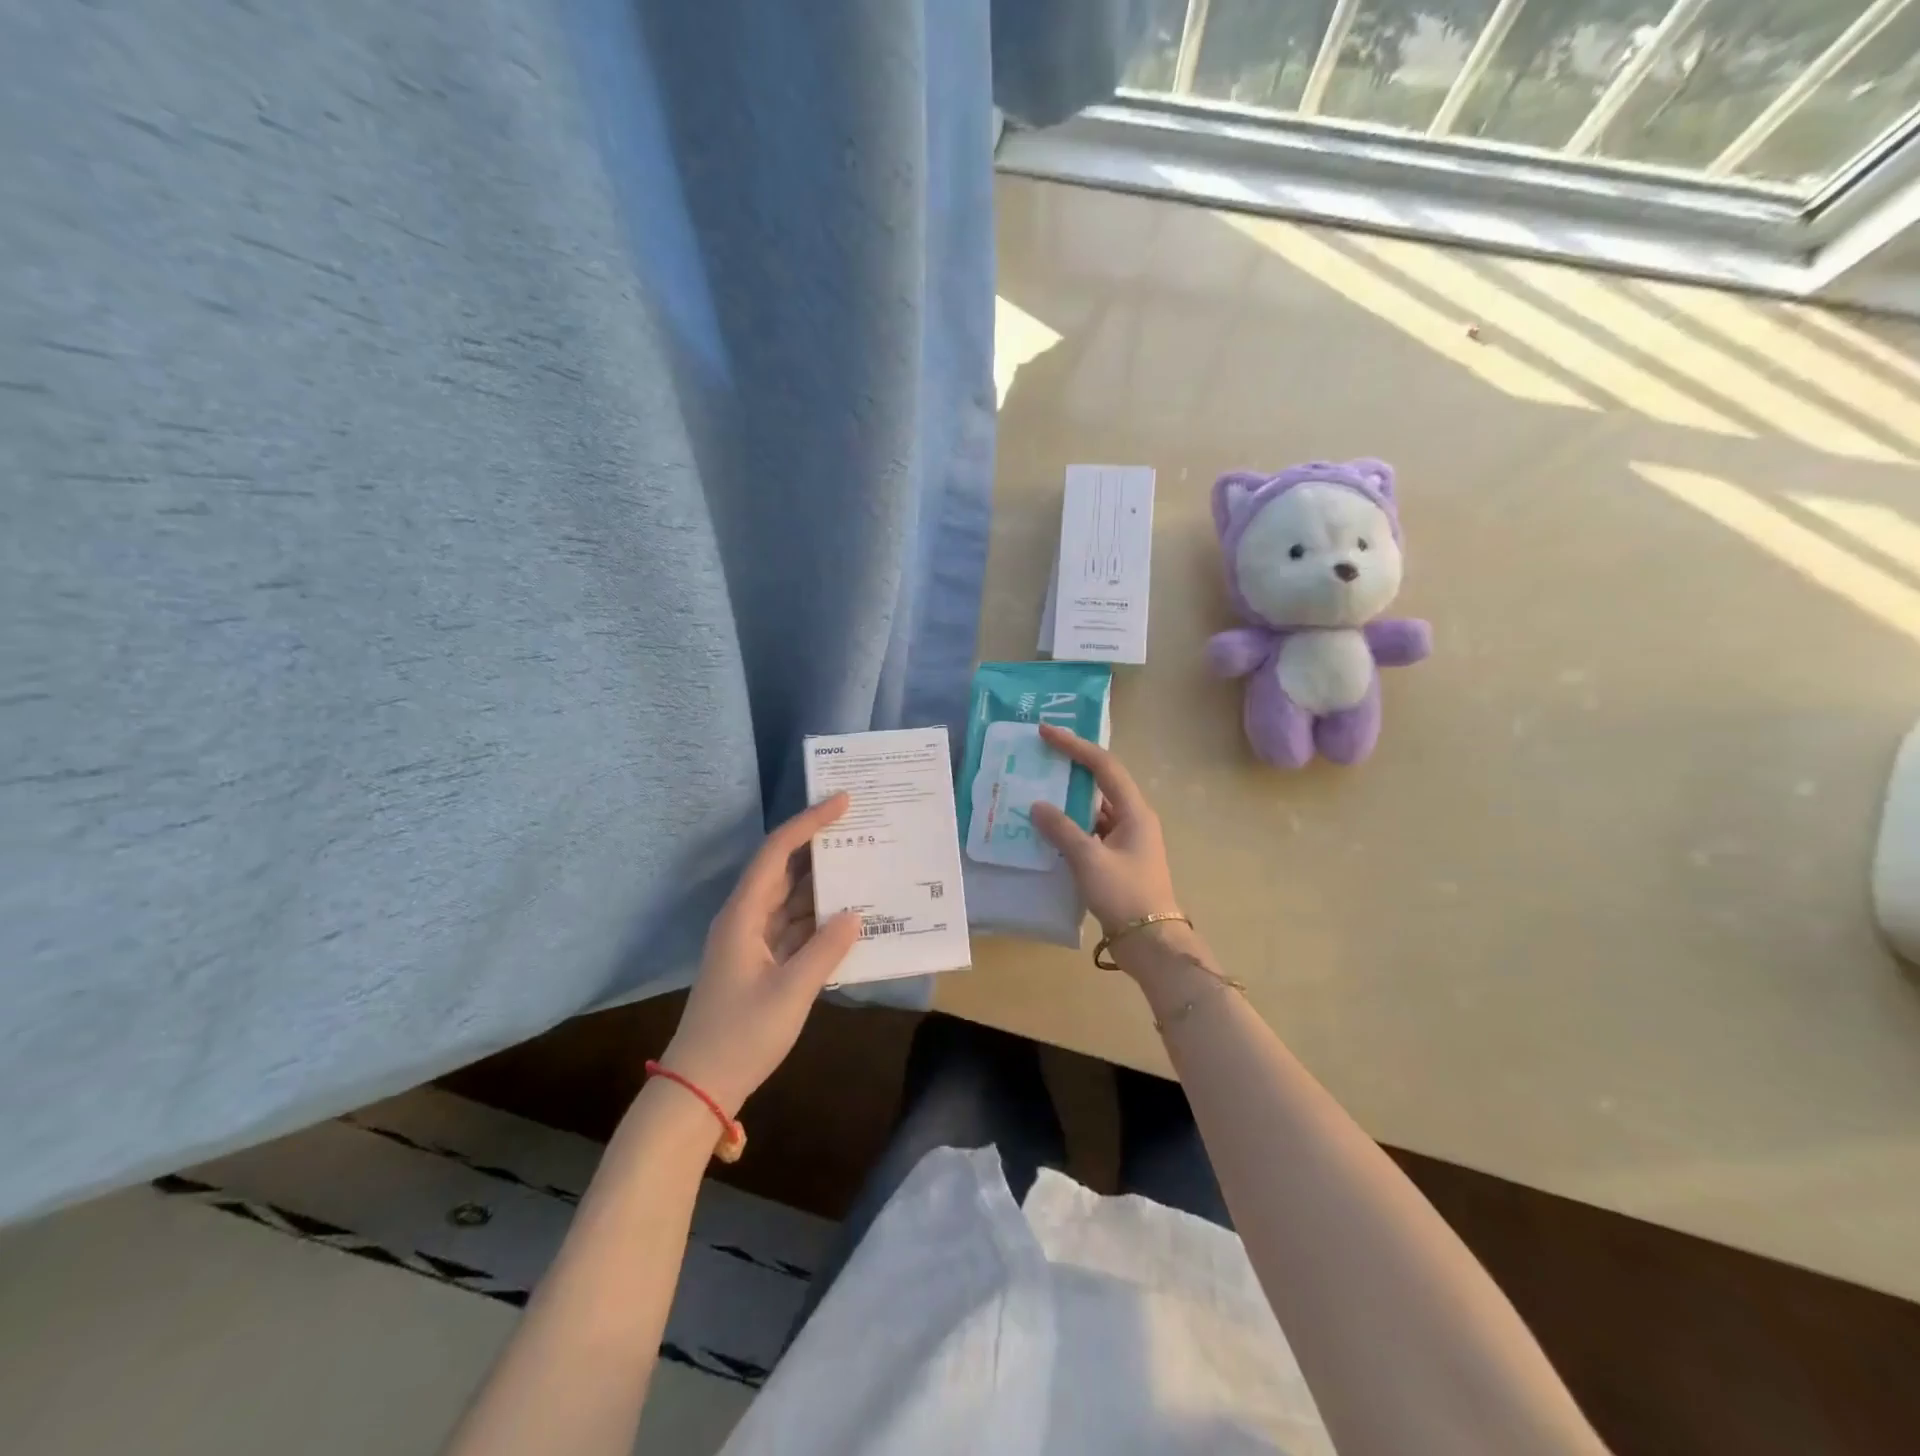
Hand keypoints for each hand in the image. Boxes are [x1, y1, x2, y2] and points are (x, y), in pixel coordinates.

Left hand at [660, 795, 860, 1116]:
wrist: (700, 1087)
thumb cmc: (740, 1036)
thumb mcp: (790, 993)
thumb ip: (826, 950)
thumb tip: (855, 914)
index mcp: (743, 915)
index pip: (777, 853)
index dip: (808, 823)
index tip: (842, 802)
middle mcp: (745, 919)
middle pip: (784, 870)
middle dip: (820, 847)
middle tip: (860, 828)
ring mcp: (753, 942)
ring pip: (791, 899)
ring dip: (823, 885)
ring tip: (864, 865)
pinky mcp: (761, 963)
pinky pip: (794, 927)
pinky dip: (819, 919)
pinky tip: (849, 916)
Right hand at [1031, 725, 1179, 939]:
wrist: (1151, 944)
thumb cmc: (1125, 895)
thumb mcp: (1089, 860)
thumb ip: (1061, 830)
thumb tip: (1037, 805)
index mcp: (1135, 811)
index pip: (1103, 766)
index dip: (1075, 746)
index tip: (1046, 732)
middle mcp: (1133, 819)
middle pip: (1100, 783)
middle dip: (1070, 767)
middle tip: (1038, 756)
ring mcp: (1126, 841)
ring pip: (1093, 809)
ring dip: (1067, 799)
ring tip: (1035, 789)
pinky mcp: (1117, 860)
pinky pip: (1090, 832)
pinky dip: (1069, 826)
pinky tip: (1046, 829)